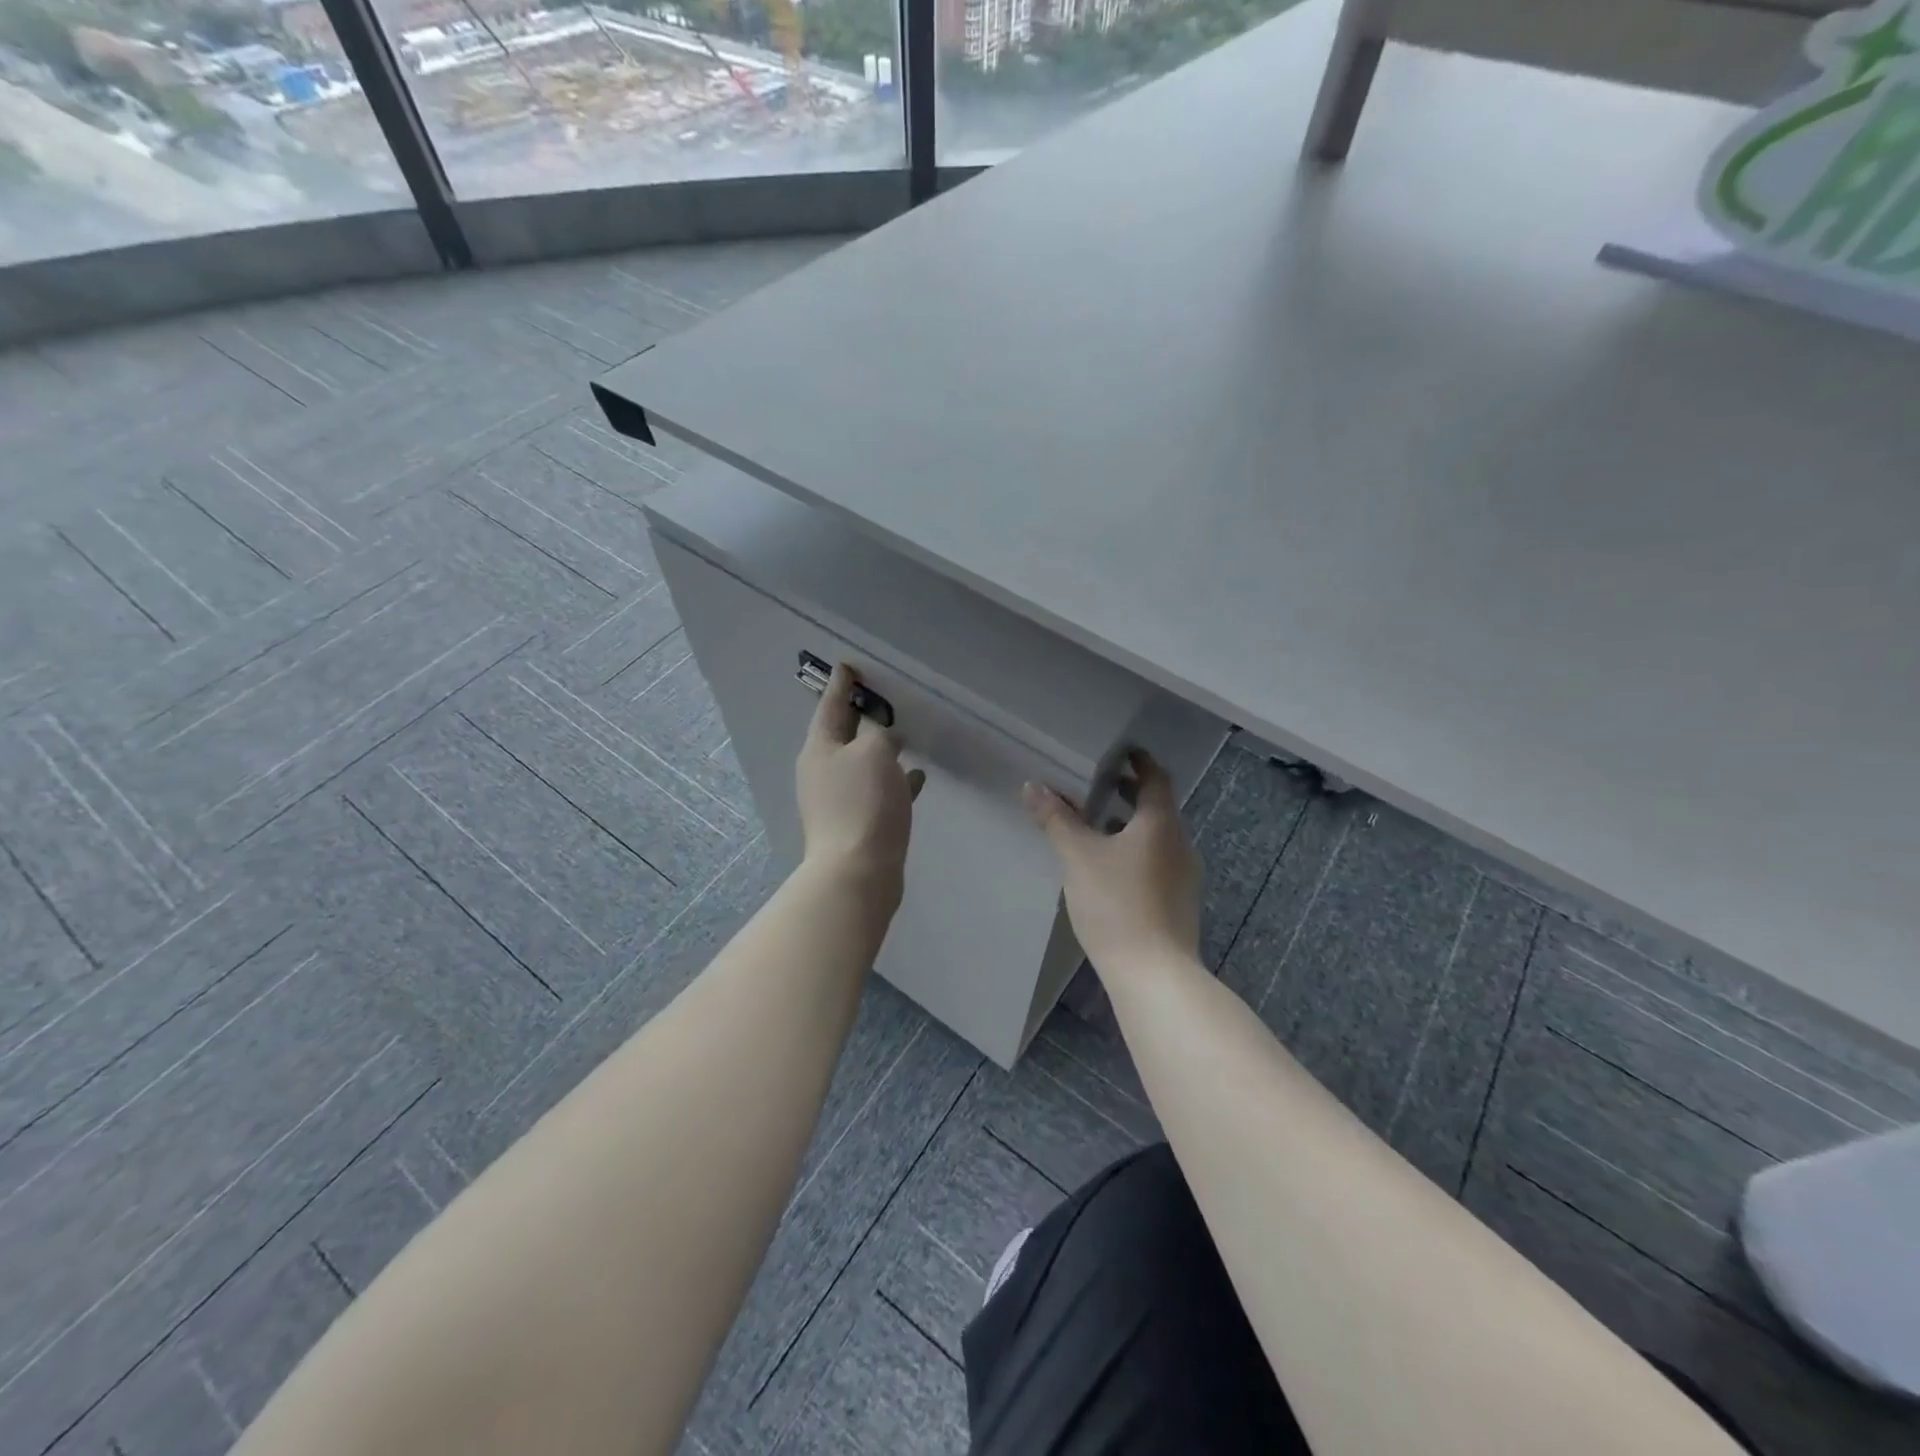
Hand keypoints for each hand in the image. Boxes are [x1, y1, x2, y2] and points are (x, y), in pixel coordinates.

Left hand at [797, 664, 924, 897]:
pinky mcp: (859, 823)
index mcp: (820, 749)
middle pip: (844, 736)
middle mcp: (824, 772)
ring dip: (882, 750)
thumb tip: (884, 740)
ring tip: (904, 735)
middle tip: (879, 697)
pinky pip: (879, 792)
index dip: (841, 685)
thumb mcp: (874, 753)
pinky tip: (917, 777)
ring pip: (864, 764)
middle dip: (861, 717)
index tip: (847, 666)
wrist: (857, 872)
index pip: (830, 707)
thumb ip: (880, 736)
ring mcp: (839, 800)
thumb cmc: (863, 803)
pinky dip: (896, 781)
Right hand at [1023, 751, 1200, 981]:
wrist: (1154, 974)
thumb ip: (1057, 820)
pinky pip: (1158, 861)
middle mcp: (1180, 844)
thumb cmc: (1116, 904)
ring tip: (1098, 826)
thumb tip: (1033, 786)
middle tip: (1100, 785)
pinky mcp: (1179, 903)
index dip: (1140, 762)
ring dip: (1132, 825)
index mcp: (1161, 824)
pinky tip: (1111, 869)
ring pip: (1158, 837)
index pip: (1157, 779)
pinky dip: (1137, 851)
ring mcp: (1185, 876)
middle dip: (1131, 793)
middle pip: (1158, 807)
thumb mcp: (1078, 857)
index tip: (1122, 752)